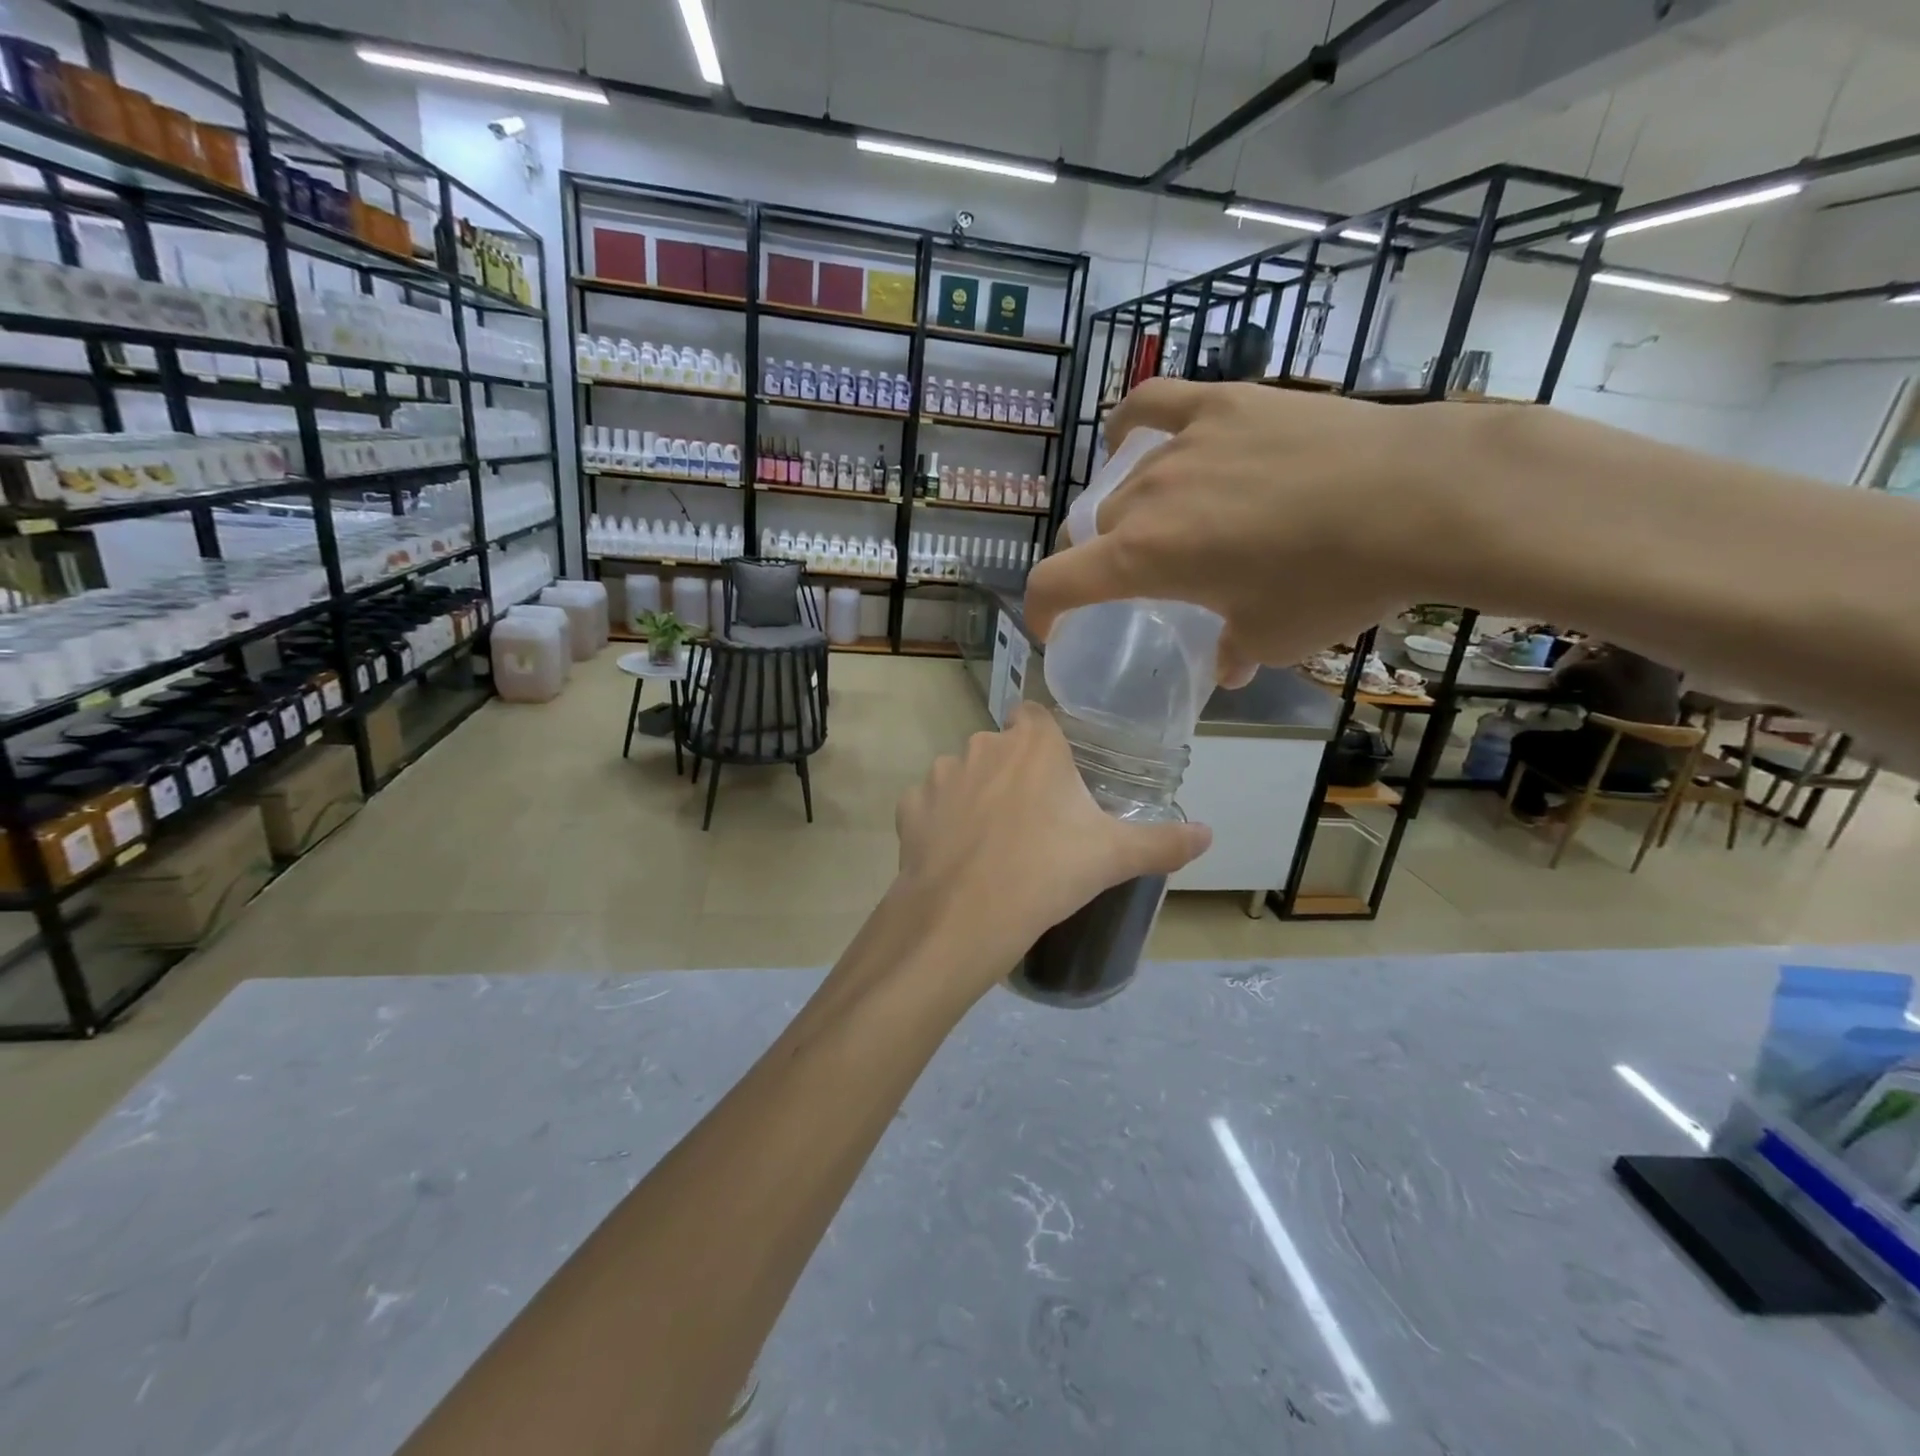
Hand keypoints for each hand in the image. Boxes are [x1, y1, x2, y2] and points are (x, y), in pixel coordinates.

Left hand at [890, 703, 1210, 994]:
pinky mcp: (910, 807)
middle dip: (1013, 774)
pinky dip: (940, 823)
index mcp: (1033, 744)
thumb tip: (1208, 834)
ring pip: (963, 775)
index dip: (1045, 741)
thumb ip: (1163, 842)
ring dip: (975, 796)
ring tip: (992, 844)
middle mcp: (983, 745)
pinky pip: (930, 806)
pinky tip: (955, 855)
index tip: (1056, 777)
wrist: (965, 916)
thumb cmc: (1047, 872)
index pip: (1036, 716)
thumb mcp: (1114, 857)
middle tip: (1033, 821)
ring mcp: (941, 774)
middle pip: (1000, 748)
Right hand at [1024, 377, 1465, 682]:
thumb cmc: (1333, 583)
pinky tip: (1130, 438)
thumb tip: (1227, 665)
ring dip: (1137, 511)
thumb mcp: (1274, 639)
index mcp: (1143, 559)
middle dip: (1110, 560)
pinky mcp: (1224, 402)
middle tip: (1151, 579)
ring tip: (1173, 522)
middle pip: (1100, 530)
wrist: (1418, 498)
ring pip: (1130, 483)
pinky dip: (1132, 425)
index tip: (1053, 629)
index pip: (1056, 583)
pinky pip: (1154, 406)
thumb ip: (1232, 651)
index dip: (1042, 611)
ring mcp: (1183, 444)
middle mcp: (1147, 498)